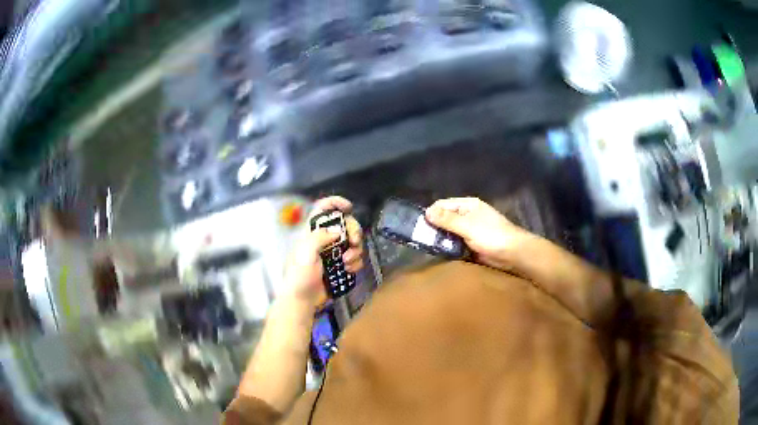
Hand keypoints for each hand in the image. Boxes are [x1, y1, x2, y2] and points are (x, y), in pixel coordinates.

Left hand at [284, 196, 363, 306]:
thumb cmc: (300, 276)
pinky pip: (355, 258)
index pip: (322, 209)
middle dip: (353, 231)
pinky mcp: (341, 265)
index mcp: (312, 232)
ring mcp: (334, 253)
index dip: (335, 203)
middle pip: (345, 224)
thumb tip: (337, 231)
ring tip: (346, 263)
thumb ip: (319, 238)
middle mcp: (325, 239)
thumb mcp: (305, 254)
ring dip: (355, 251)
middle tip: (354, 242)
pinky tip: (349, 270)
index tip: (348, 208)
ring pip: (353, 242)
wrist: (303, 300)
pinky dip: (356, 263)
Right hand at [425, 197, 532, 270]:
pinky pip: (455, 244)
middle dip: (434, 227)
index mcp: (468, 205)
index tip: (420, 226)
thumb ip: (447, 219)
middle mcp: (467, 216)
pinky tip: (440, 253)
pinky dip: (448, 247)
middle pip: (445, 218)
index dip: (431, 213)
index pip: (443, 205)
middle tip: (421, 239)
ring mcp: (470, 231)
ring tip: (428, 247)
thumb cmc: (492, 235)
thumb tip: (426, 212)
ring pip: (449, 232)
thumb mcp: (467, 226)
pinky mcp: (471, 245)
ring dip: (441, 239)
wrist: (513, 254)